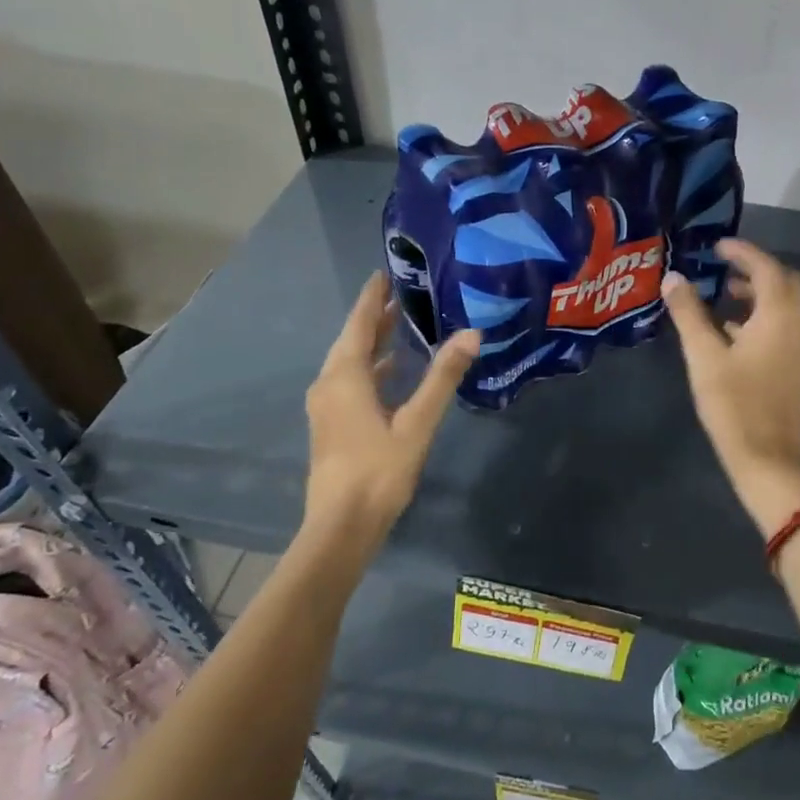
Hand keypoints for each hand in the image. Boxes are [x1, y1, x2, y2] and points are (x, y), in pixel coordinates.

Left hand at [304, 273, 479, 545]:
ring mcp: (327, 407)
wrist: (342, 526)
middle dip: (375, 317)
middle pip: (352, 341)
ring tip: (401, 326)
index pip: (360, 324)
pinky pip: (351, 383)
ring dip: (374, 344)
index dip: (372, 298)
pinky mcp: (332, 426)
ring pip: (350, 363)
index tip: (384, 272)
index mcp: (345, 377)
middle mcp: (329, 384)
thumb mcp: (417, 422)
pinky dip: (372, 369)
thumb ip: (443, 377)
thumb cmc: (379, 470)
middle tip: (401, 294)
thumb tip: (471, 334)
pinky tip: (393, 374)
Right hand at [660, 240, 799, 534]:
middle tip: (724, 267)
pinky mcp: (797, 365)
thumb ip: (688, 313)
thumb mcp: (703, 354)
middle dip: (756, 269)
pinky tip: (732, 329)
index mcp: (780, 315)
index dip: (743, 251)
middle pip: (785, 281)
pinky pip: (785, 324)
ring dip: (760, 292)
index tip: (717, 246)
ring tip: (725, 294)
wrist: (766, 456)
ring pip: (787, 304)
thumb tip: (673, 278)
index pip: (766, 267)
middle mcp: (799, 324)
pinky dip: (763, 315)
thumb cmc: (733, 402)